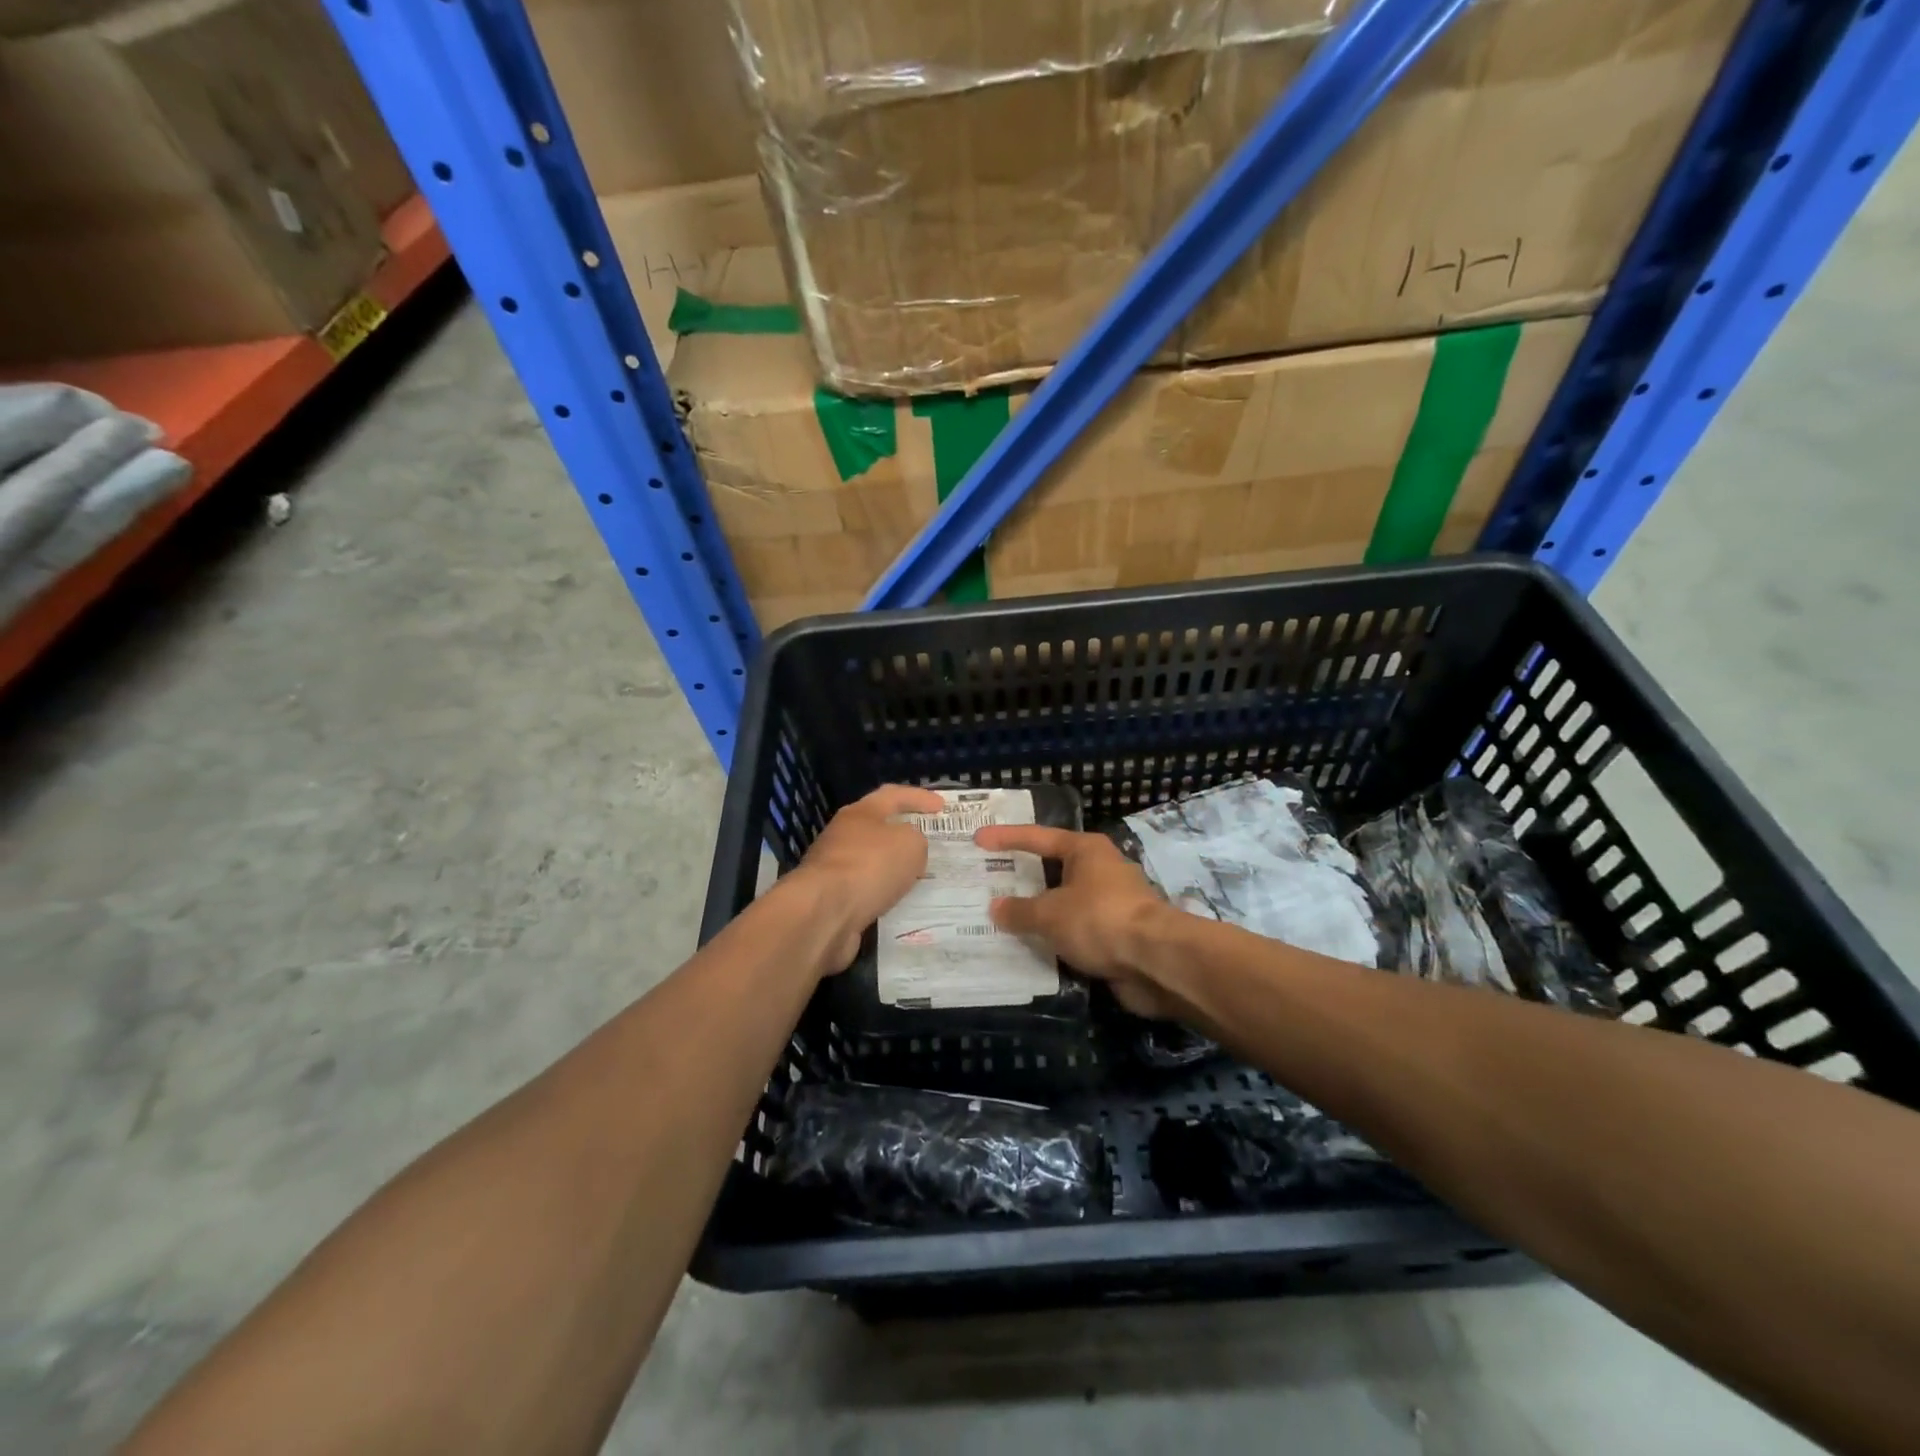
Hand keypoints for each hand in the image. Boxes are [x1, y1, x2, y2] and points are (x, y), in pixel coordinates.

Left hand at [787, 784, 944, 970]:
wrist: (824, 913)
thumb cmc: (870, 866)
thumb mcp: (910, 844)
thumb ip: (916, 839)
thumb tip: (907, 848)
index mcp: (860, 813)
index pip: (893, 795)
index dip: (919, 798)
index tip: (942, 806)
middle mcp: (843, 836)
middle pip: (878, 828)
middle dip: (904, 834)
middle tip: (931, 844)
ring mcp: (833, 868)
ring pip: (872, 863)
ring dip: (894, 869)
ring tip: (921, 879)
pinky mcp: (831, 899)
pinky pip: (866, 891)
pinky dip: (883, 894)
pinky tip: (900, 904)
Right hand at [973, 825, 1178, 1017]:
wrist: (1155, 961)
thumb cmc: (1099, 920)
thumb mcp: (1049, 914)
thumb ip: (1020, 911)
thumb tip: (996, 908)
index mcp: (1086, 850)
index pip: (1037, 837)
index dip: (1006, 838)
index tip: (978, 839)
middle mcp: (1101, 869)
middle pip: (1054, 869)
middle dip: (1024, 877)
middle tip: (991, 881)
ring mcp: (1113, 903)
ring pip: (1066, 902)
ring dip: (1041, 912)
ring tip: (1006, 919)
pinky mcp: (1119, 934)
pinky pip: (1078, 930)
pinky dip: (1057, 937)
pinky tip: (1035, 947)